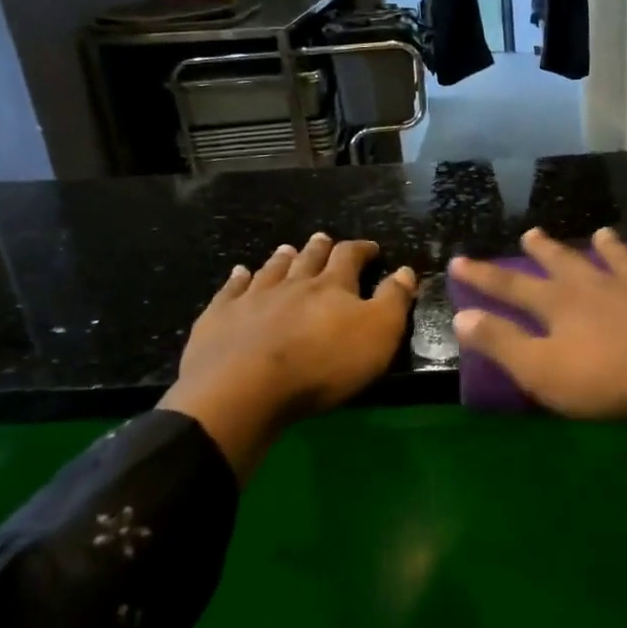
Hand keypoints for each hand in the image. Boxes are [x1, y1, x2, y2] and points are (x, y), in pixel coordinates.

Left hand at [160, 234, 415, 479]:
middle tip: (323, 239)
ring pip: (271, 270)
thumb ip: (394, 300)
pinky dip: (238, 279)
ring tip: (287, 250)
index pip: (349, 257)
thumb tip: (406, 270)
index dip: (361, 250)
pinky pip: (231, 290)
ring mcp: (252, 298)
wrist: (245, 388)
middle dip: (320, 248)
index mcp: (332, 286)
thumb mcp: (378, 333)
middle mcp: (292, 283)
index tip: (370, 248)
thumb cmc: (323, 364)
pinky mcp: (219, 317)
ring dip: (282, 259)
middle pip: (308, 258)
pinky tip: (239, 273)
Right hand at [448, 228, 626, 417]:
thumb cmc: (611, 377)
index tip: (459, 261)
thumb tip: (462, 316)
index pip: (512, 288)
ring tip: (602, 232)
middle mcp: (599, 286)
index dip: (483, 277)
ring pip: (621, 260)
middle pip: (565, 263)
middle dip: (545, 251)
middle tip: (532, 233)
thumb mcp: (543, 370)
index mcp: (561, 305)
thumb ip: (503, 343)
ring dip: (610, 247)